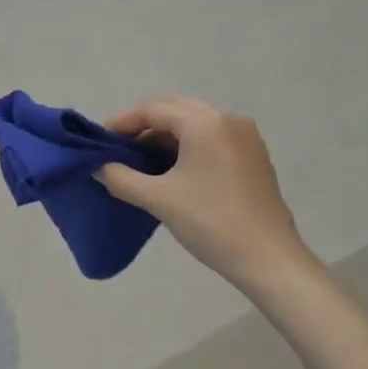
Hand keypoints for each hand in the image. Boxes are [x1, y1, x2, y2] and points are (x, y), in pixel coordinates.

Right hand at [97, 95, 311, 286]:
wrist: (269, 259)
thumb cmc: (211, 223)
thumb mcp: (158, 200)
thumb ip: (120, 178)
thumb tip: (98, 167)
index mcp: (204, 123)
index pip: (153, 109)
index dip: (123, 122)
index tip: (100, 140)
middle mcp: (227, 119)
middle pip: (175, 109)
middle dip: (144, 124)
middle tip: (118, 147)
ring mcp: (245, 136)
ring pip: (195, 122)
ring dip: (166, 135)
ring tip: (141, 159)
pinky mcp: (254, 155)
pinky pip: (212, 137)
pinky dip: (188, 144)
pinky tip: (173, 168)